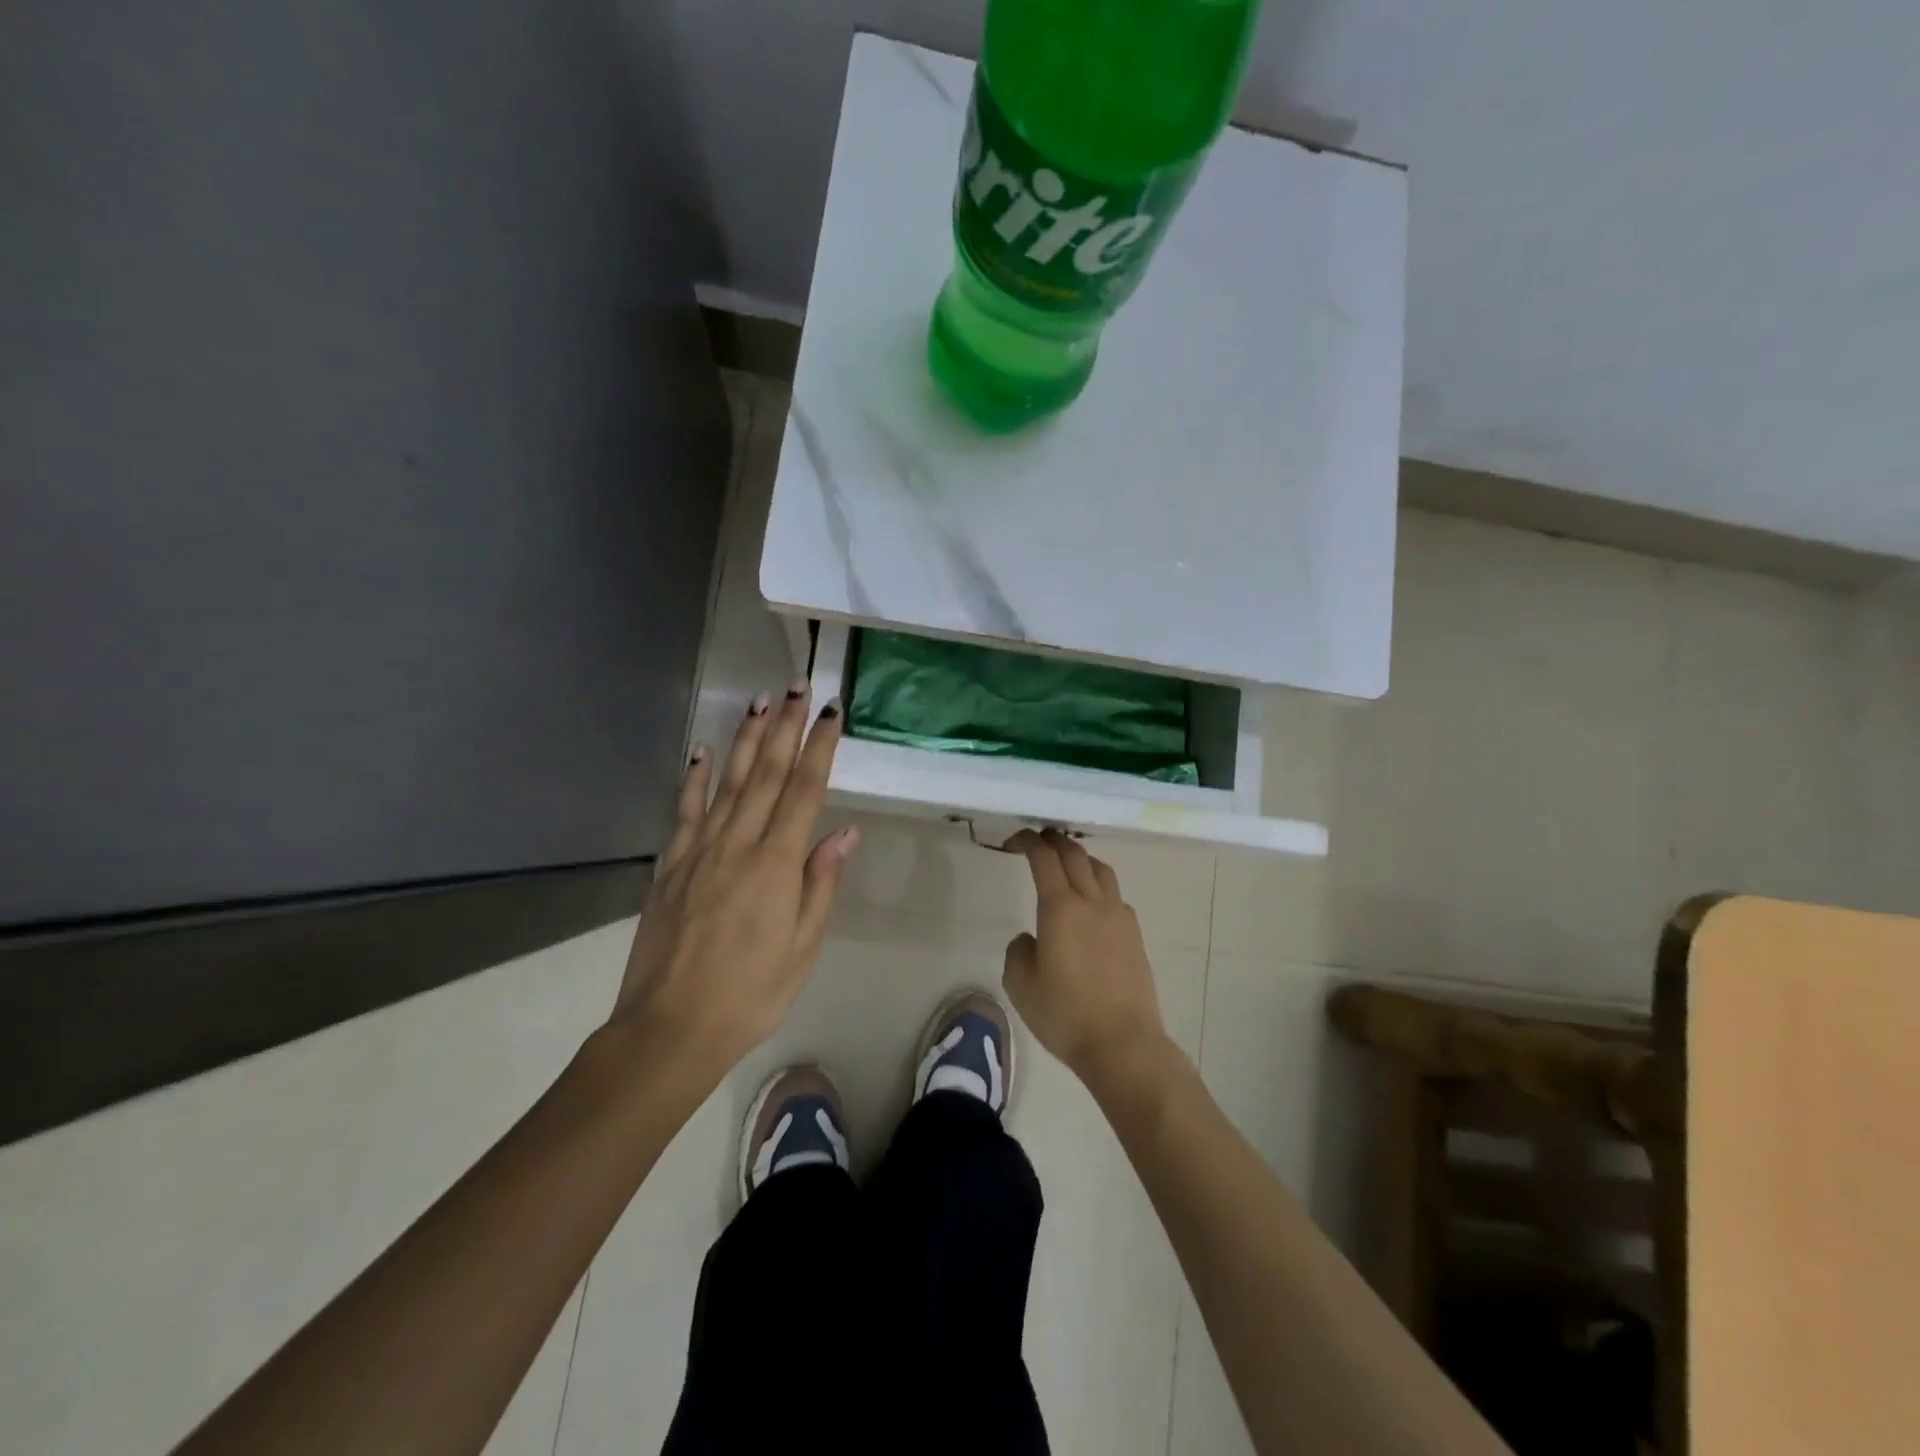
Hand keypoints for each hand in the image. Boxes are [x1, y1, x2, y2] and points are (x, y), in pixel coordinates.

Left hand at [612, 683, 858, 1077]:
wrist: (670, 1028)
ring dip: (746, 740)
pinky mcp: (671, 865)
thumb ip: (821, 883)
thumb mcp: (803, 946)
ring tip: (760, 702)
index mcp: (776, 864)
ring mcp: (699, 851)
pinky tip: (704, 751)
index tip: (831, 713)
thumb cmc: (751, 993)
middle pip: (767, 774)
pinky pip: (685, 811)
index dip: (819, 748)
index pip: (804, 791)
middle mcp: (738, 844)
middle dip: (786, 727)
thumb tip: (843, 832)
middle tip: (798, 688)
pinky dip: (696, 778)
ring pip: (728, 782)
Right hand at [1002, 829, 1168, 1084]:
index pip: (1043, 858)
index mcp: (1060, 908)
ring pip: (1101, 869)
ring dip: (1081, 857)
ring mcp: (1118, 916)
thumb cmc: (1065, 1015)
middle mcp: (1092, 902)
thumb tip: (1031, 938)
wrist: (1122, 1044)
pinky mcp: (1135, 935)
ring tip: (1067, 864)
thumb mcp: (1021, 986)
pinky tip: (1092, 904)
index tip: (1014, 840)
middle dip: (1054, 841)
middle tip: (1038, 839)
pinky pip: (1115, 895)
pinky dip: (1099, 885)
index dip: (1028, 841)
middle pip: (1075, 854)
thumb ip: (1018, 952)